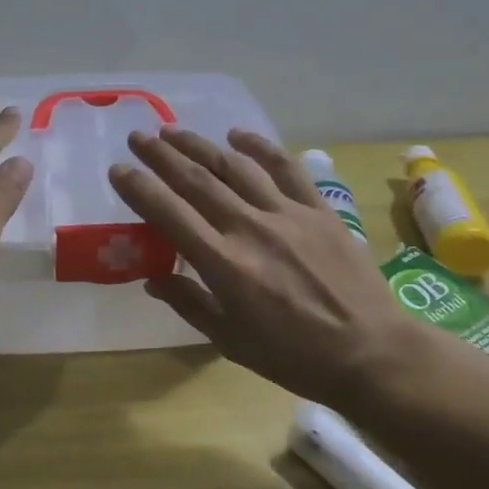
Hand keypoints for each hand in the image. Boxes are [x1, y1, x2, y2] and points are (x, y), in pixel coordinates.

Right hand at [108, 127, 425, 408]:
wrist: (370, 352)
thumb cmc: (293, 356)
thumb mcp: (230, 341)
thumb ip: (189, 303)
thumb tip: (152, 279)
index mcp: (224, 264)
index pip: (169, 214)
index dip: (139, 188)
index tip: (118, 170)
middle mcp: (250, 228)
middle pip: (197, 180)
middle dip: (162, 155)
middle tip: (139, 137)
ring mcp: (287, 213)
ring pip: (235, 166)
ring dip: (200, 145)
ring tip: (174, 132)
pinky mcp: (318, 209)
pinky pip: (285, 167)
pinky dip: (260, 146)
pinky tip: (238, 135)